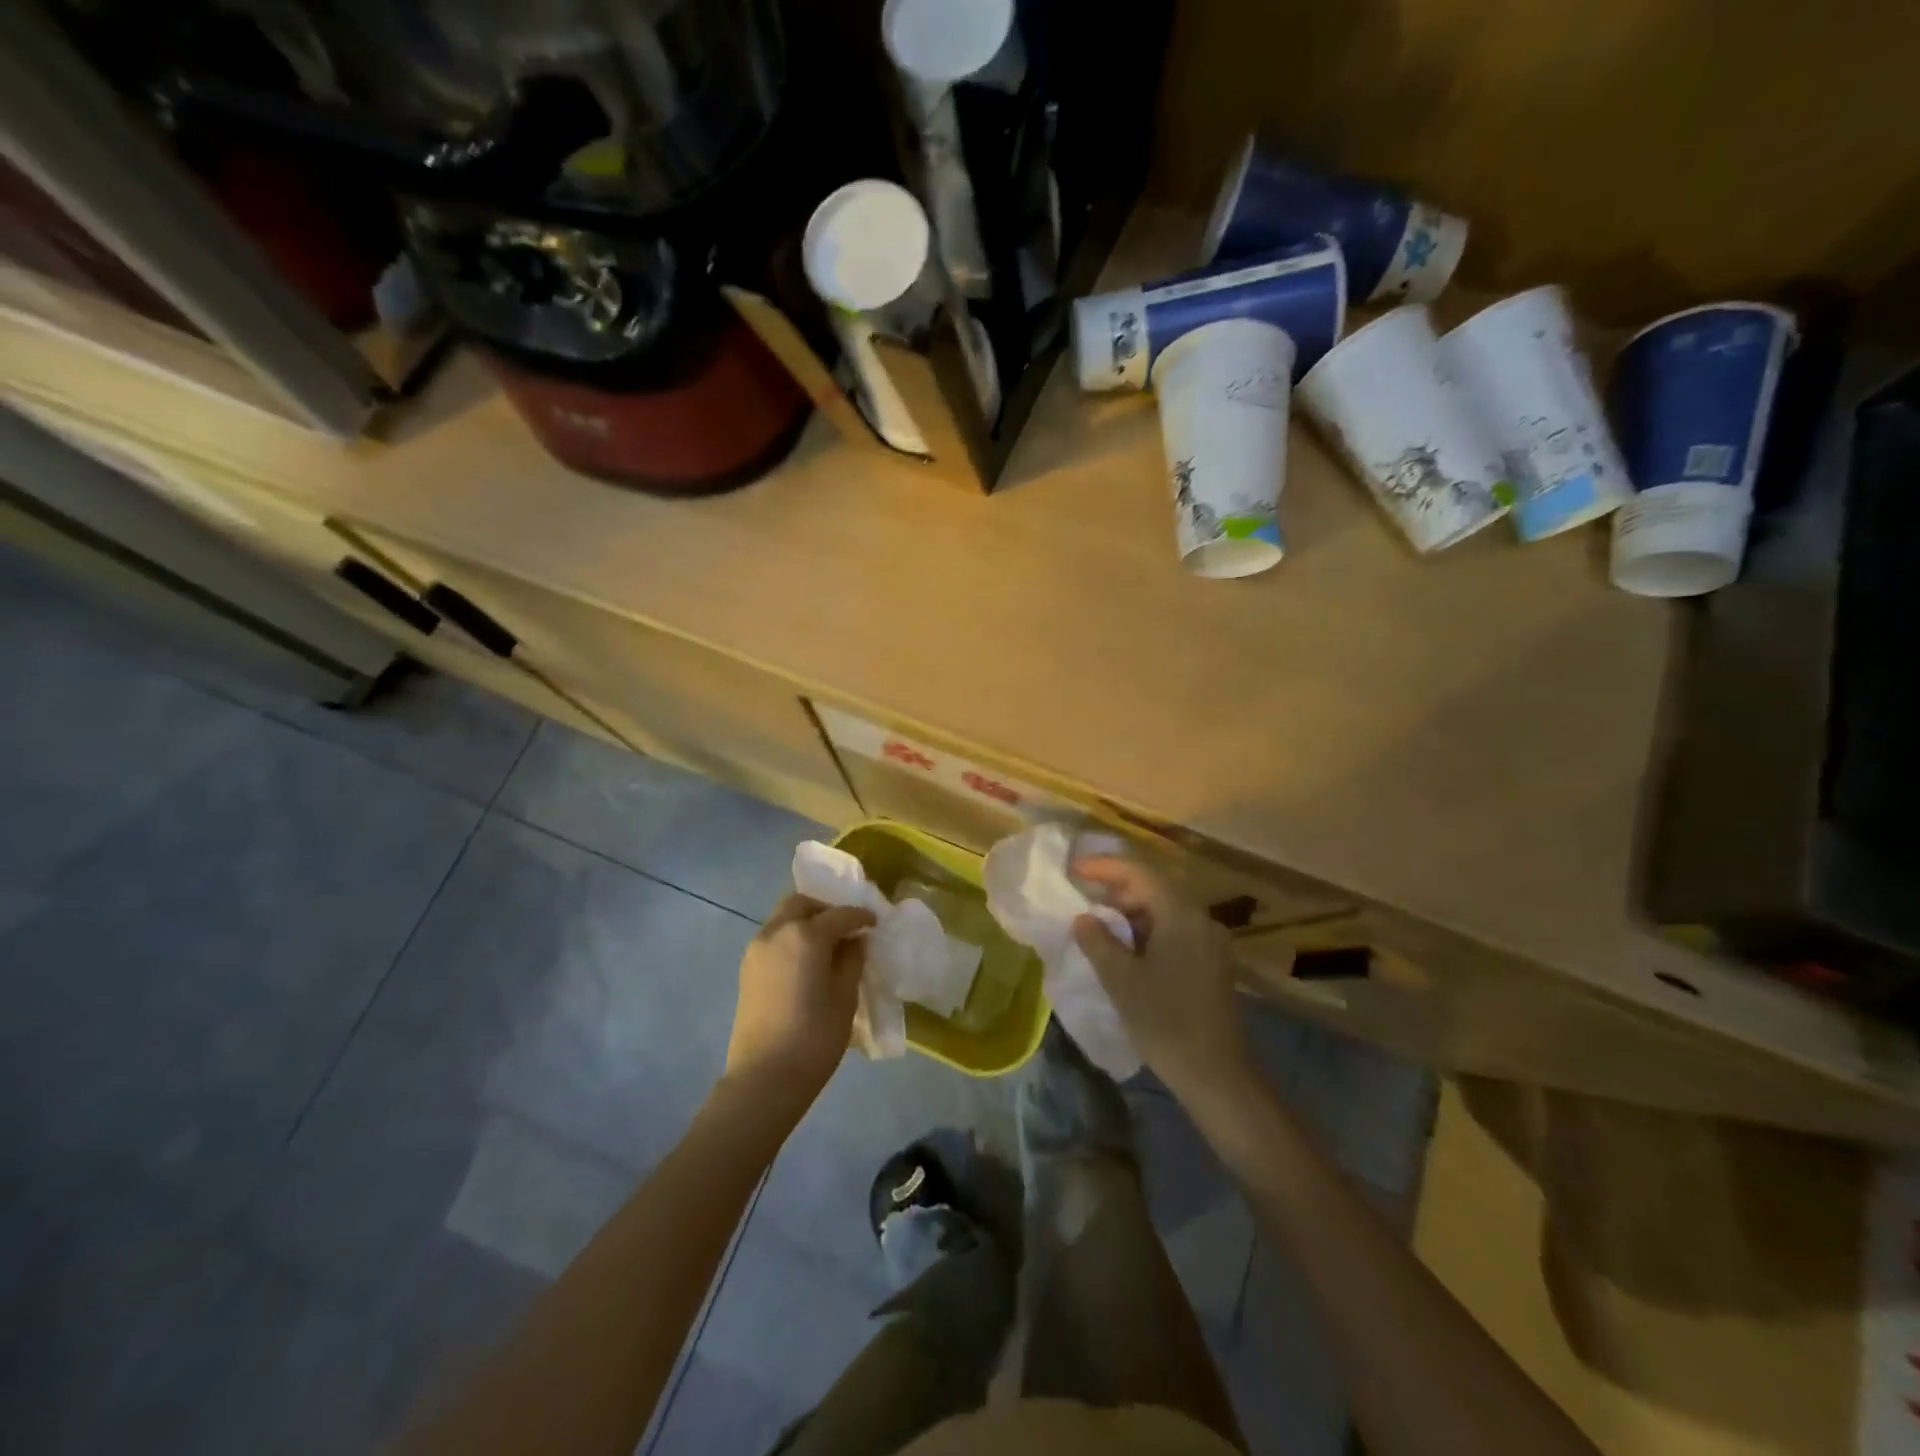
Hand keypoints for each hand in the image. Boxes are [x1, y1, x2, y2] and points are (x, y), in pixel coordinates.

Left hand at [725, 896, 874, 1110]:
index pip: (839, 914)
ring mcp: (757, 949)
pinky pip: (773, 937)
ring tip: (827, 945)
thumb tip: (854, 941)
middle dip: (826, 909)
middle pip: (802, 904)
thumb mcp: (845, 996)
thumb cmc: (814, 1037)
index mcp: (806, 935)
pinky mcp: (747, 968)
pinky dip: (791, 937)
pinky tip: (806, 961)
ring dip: (806, 922)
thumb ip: (852, 960)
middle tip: (845, 928)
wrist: (764, 1078)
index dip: (860, 917)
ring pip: (783, 918)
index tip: (874, 924)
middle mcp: (777, 932)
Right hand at [1071, 857, 1255, 1107]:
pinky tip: (1126, 946)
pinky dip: (1147, 930)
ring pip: (1164, 911)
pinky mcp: (1212, 963)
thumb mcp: (1121, 980)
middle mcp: (1200, 918)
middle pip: (1154, 888)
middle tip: (1081, 894)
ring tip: (1097, 920)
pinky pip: (1175, 931)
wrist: (1217, 1075)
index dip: (1104, 867)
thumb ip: (1098, 942)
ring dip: (1130, 911)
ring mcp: (1210, 942)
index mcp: (1180, 914)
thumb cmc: (1165, 1022)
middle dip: (1115, 888)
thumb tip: (1084, 918)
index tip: (1074, 869)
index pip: (1139, 873)